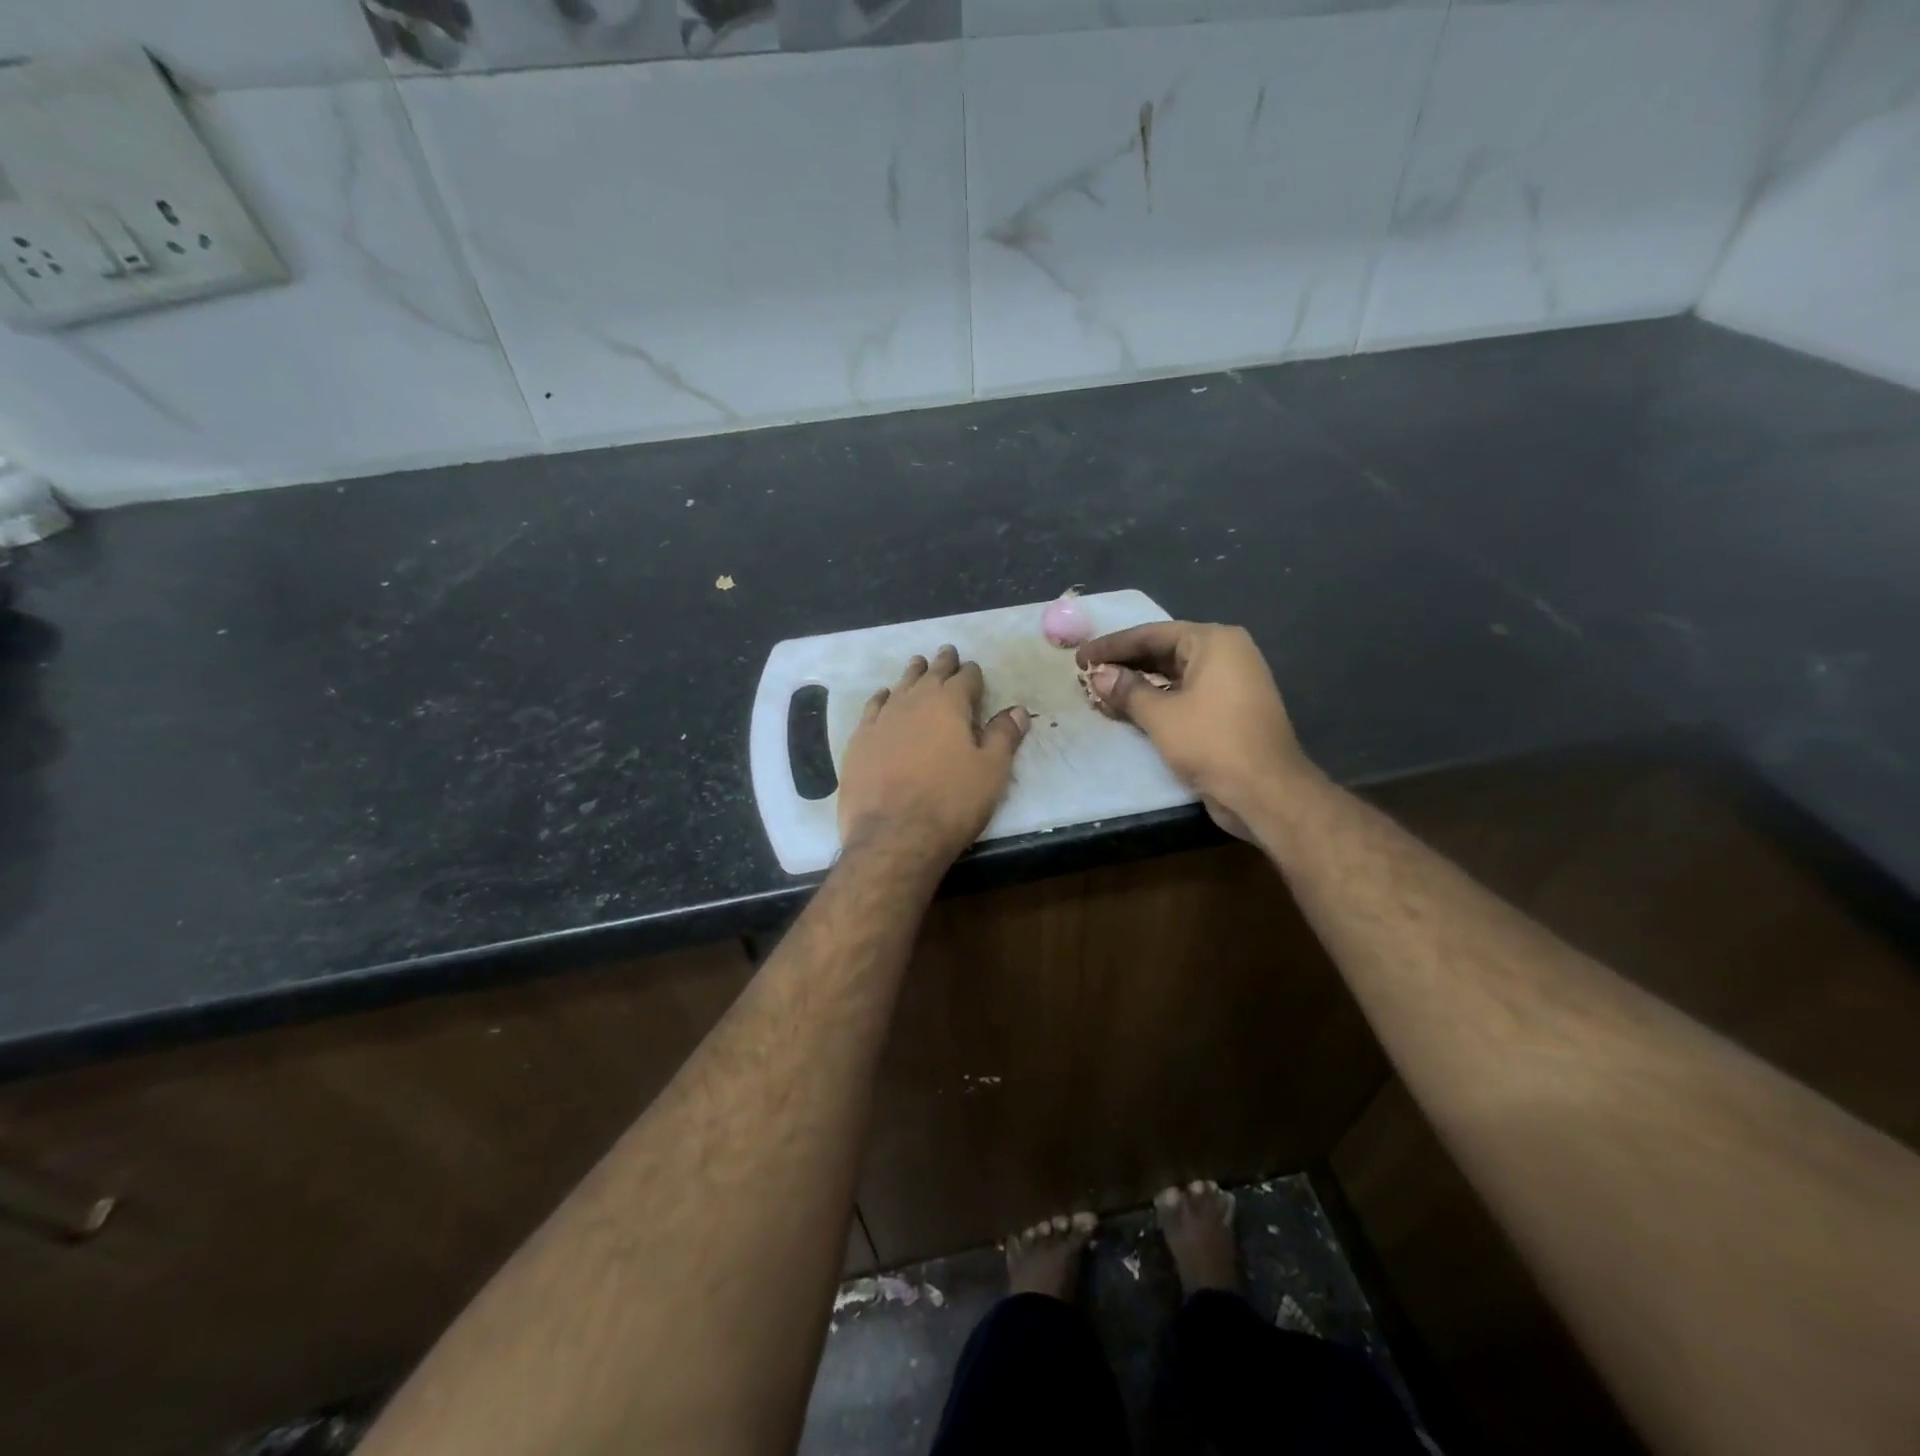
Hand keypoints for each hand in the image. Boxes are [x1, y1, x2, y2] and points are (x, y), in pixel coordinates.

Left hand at [837, 645, 1030, 866]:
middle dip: (942, 663)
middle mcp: (913, 702)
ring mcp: (881, 720)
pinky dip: (882, 698)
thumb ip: (1004, 736)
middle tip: (947, 652)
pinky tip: (883, 697)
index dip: (972, 674)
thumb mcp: (991, 771)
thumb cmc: (951, 803)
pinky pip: (873, 708)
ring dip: (911, 675)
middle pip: (930, 674)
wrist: (894, 835)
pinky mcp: (859, 741)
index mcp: (949, 704)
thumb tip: (1017, 710)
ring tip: (917, 666)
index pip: (965, 678)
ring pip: (899, 686)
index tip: (974, 670)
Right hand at [1076, 622, 1312, 837]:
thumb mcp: (1161, 715)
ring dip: (1138, 685)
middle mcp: (1226, 654)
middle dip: (1125, 664)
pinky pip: (1185, 695)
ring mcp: (1231, 682)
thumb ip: (1127, 690)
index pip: (1152, 634)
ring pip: (1174, 675)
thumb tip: (1098, 675)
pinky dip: (1157, 700)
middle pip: (1164, 651)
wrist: (1266, 791)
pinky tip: (1129, 711)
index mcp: (1213, 642)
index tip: (1080, 657)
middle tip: (1087, 675)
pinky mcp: (1229, 710)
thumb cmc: (1212, 742)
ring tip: (1102, 693)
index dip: (1112, 646)